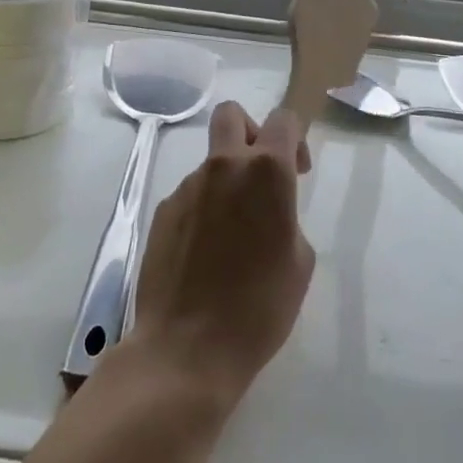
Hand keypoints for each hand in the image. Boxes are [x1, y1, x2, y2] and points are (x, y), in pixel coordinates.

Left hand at [128, 103, 315, 406]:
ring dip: (226, 182)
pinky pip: (191, 195)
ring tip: (232, 237)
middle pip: (232, 114)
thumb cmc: (259, 308)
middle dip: (250, 131)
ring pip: (211, 162)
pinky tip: (205, 255)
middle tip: (260, 174)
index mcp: (266, 172)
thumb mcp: (299, 262)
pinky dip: (203, 210)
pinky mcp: (163, 210)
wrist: (187, 348)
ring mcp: (187, 186)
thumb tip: (267, 210)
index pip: (283, 119)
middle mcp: (224, 166)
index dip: (294, 137)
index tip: (297, 172)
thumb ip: (286, 216)